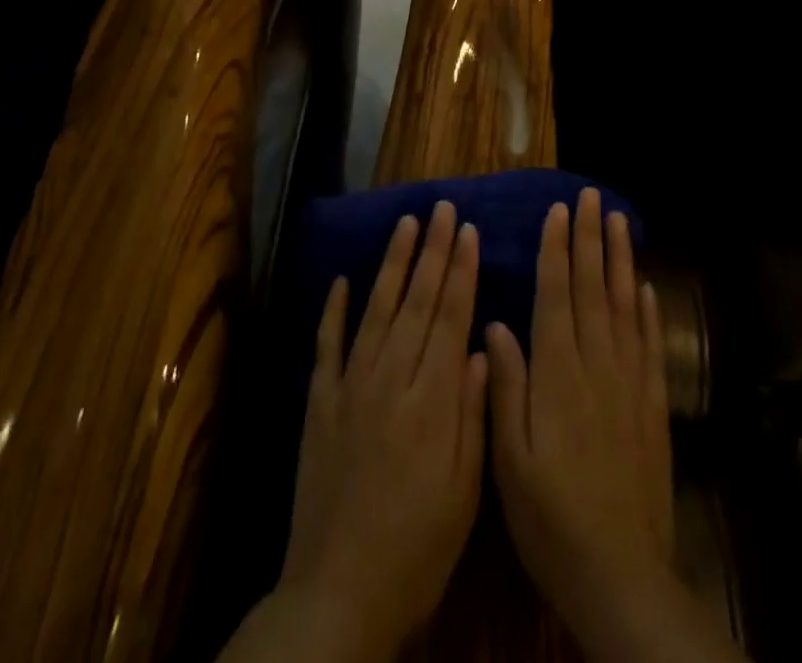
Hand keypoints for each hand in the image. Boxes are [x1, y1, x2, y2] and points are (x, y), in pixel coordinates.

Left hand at [278, 200, 487, 662]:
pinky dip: (333, 310)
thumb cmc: (417, 547)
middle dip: (433, 251)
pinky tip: (341, 280)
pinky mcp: (318, 403)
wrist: (338, 592)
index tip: (468, 230)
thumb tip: (482, 345)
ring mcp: (349, 387)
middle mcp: (389, 379)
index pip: (449, 317)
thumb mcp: (464, 491)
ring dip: (392, 263)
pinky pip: (326, 345)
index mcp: (431, 400)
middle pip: (416, 301)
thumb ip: (473, 413)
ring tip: (406, 224)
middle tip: (442, 208)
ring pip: (376, 310)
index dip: (460, 271)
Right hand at [485, 189, 674, 642]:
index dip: (557, 250)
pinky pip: (651, 347)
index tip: (558, 212)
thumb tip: (497, 324)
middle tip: (591, 197)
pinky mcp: (652, 406)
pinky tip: (646, 287)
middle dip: (591, 239)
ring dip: (620, 260)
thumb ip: (505, 386)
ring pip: (625, 307)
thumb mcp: (509, 458)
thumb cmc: (550, 516)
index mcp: (557, 374)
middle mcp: (596, 366)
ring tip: (619, 221)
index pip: (557, 296)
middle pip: (594, 289)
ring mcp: (630, 383)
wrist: (620, 574)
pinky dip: (649, 312)